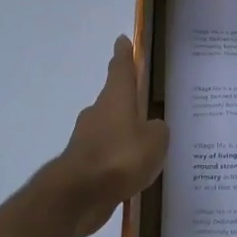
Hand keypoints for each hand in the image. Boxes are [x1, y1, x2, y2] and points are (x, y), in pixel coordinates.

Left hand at [49, 37, 169, 236]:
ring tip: (147, 146)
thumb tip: (152, 127)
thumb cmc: (120, 158)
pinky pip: (107, 156)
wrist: (79, 195)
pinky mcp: (83, 164)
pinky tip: (133, 172)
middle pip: (114, 100)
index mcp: (115, 99)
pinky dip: (118, 160)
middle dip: (128, 102)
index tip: (122, 41)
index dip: (123, 55)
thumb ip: (158, 130)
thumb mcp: (155, 141)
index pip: (120, 69)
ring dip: (124, 134)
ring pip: (110, 129)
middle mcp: (98, 113)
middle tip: (148, 107)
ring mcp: (87, 139)